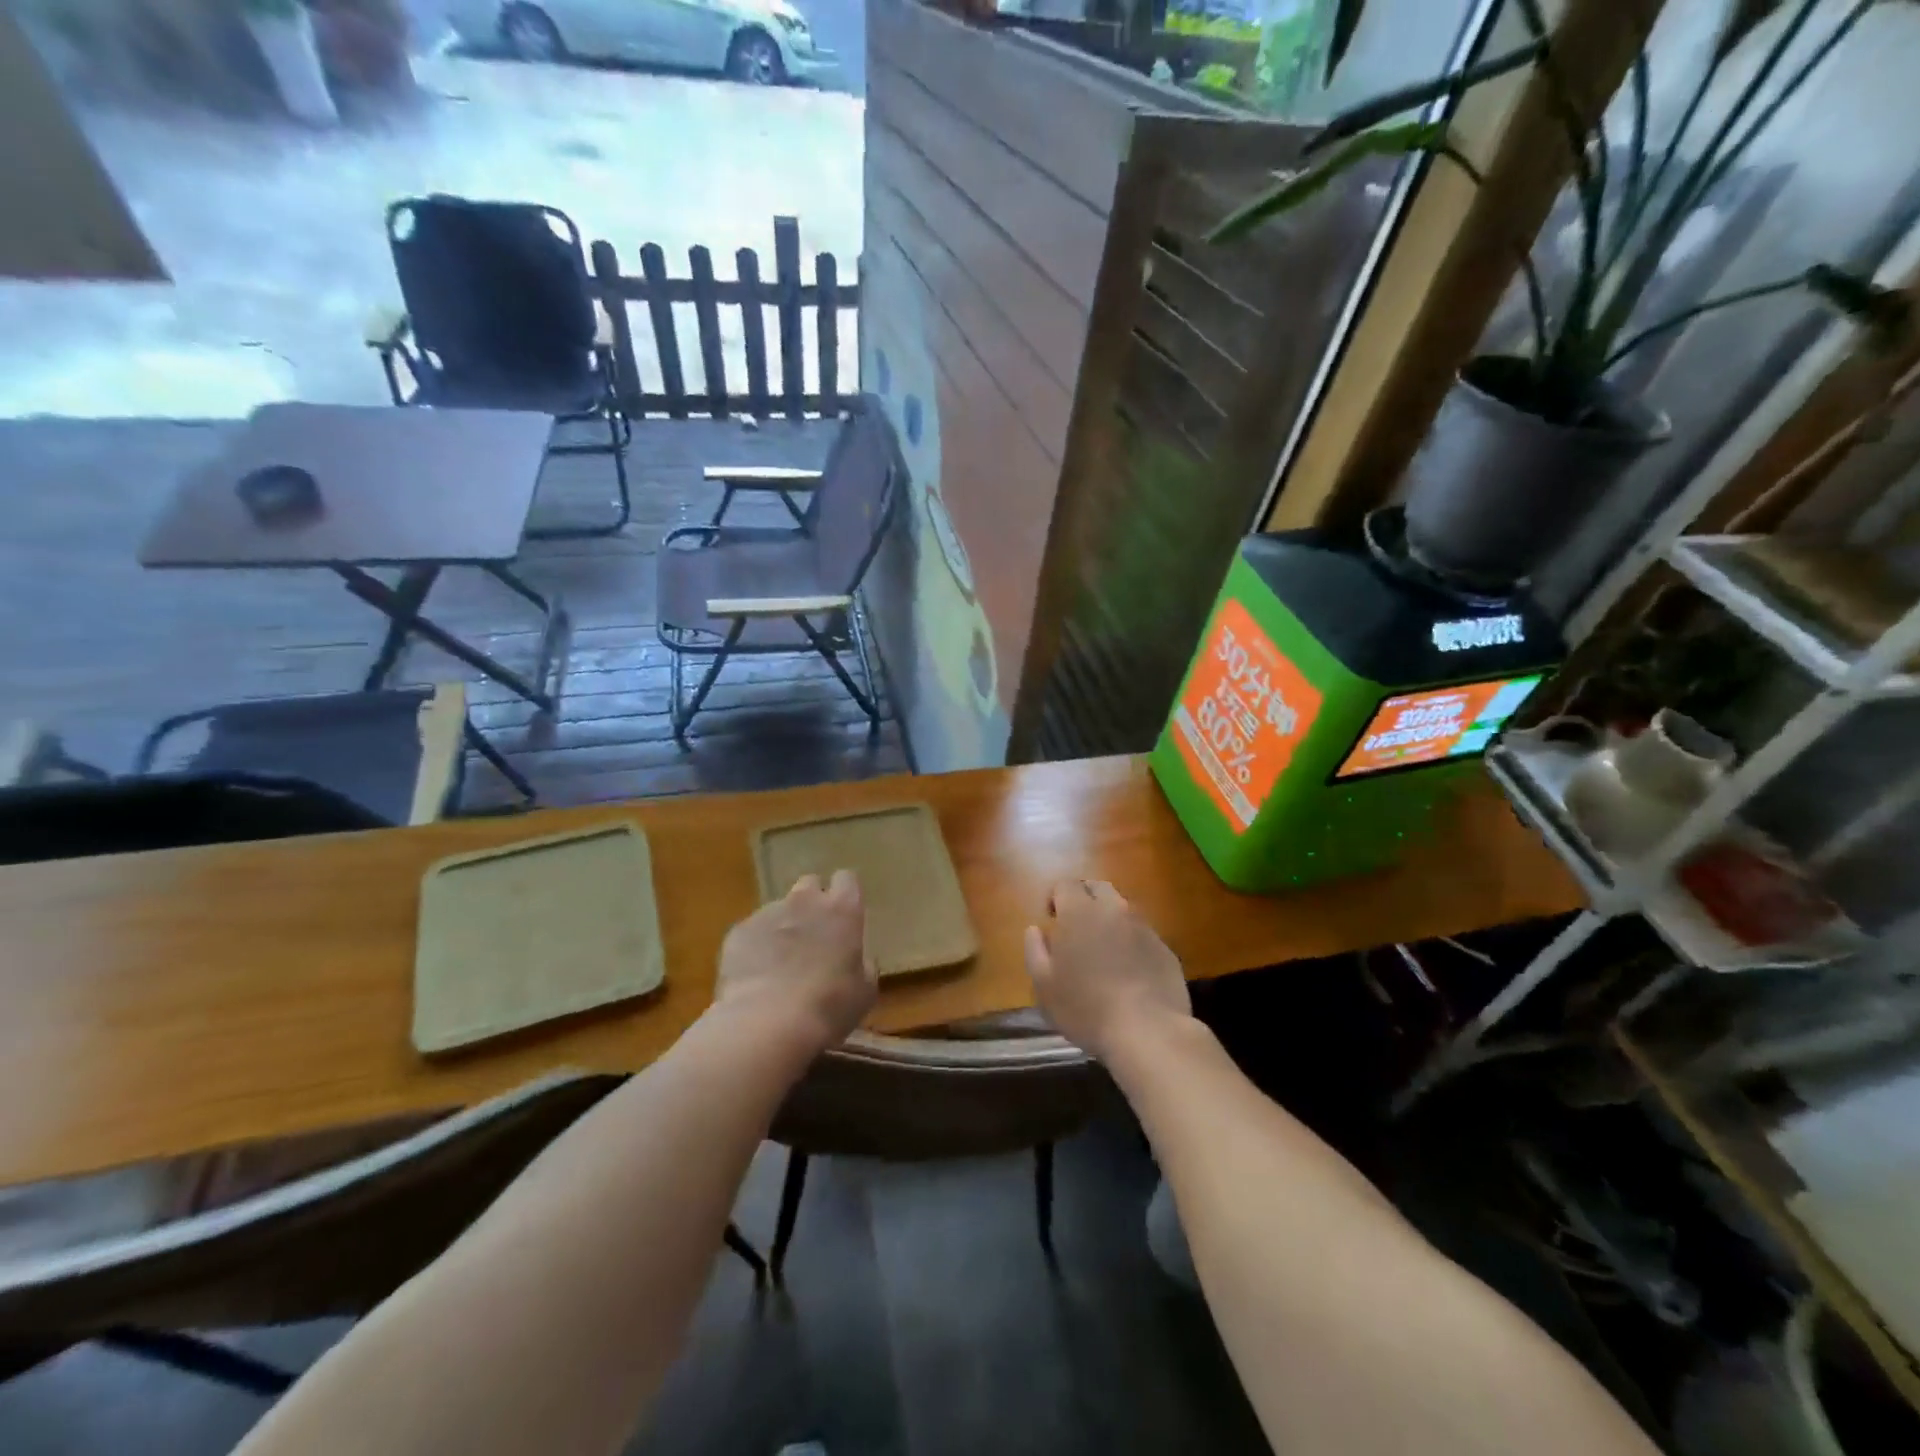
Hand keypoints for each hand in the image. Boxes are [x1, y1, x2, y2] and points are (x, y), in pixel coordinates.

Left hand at [715, 870, 875, 1053]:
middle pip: (809, 885)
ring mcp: (768, 913)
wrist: (768, 1023)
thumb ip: (863, 965)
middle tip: (813, 935)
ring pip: (778, 909)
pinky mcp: (739, 931)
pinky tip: (756, 976)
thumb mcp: (864, 990)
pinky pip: (751, 931)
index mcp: (842, 910)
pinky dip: (755, 946)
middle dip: (811, 902)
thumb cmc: (828, 1006)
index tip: (845, 915)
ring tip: (780, 963)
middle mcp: (805, 901)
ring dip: (783, 927)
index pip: (847, 880)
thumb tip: (858, 960)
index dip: (845, 895)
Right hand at [1024, 879, 1191, 1061]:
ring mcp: (1144, 927)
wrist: (1148, 1032)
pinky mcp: (1165, 948)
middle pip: (1097, 888)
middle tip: (1076, 929)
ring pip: (1122, 909)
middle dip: (1084, 900)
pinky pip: (1142, 934)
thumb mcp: (1044, 985)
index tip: (1051, 921)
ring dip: (1109, 920)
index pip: (1065, 885)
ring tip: (1103, 952)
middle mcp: (1114, 909)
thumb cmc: (1085, 1008)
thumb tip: (1035, 930)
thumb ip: (1035, 950)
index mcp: (1080, 912)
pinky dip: (1131, 942)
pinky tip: (1128, 972)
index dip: (1055, 898)